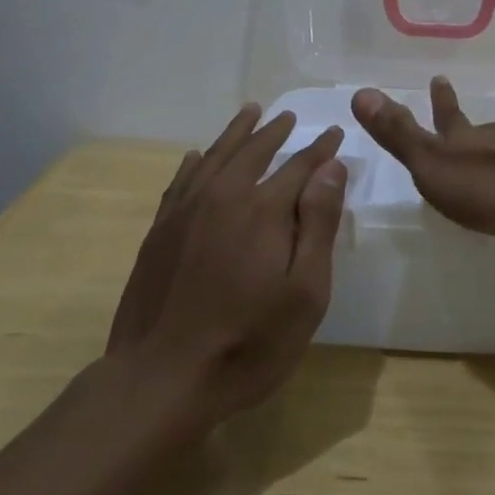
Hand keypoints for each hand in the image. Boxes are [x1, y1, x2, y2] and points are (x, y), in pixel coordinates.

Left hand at [107, 105, 347, 425]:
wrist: (160, 381)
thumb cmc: (247, 343)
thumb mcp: (305, 293)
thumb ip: (319, 225)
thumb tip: (331, 168)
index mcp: (264, 210)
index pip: (300, 165)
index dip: (320, 149)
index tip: (334, 134)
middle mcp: (224, 196)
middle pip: (254, 150)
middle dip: (276, 131)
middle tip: (290, 116)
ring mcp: (186, 211)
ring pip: (216, 156)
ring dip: (236, 133)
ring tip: (251, 112)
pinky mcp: (159, 231)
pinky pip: (181, 181)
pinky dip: (194, 163)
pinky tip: (197, 156)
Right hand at [351, 78, 494, 235]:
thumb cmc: (493, 181)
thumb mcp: (435, 163)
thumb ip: (400, 134)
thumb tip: (359, 91)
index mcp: (467, 143)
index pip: (448, 119)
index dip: (440, 102)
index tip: (438, 78)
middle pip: (483, 128)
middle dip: (469, 121)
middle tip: (459, 98)